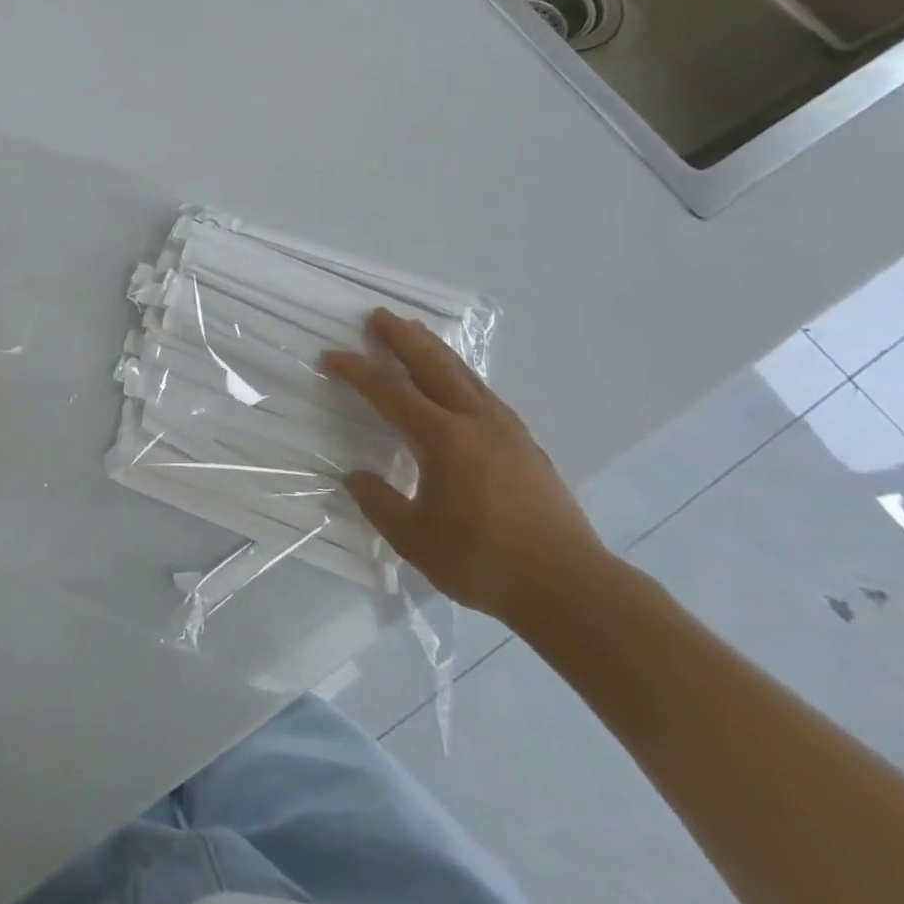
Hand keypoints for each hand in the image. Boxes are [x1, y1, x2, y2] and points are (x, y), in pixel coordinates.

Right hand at [323, 310, 607, 628]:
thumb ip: (379, 503)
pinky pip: (483, 391)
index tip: (332, 356)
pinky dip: (459, 372)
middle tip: (379, 315)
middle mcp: (474, 421)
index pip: (389, 393)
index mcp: (443, 439)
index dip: (357, 372)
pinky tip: (458, 379)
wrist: (572, 588)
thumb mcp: (415, 540)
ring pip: (462, 373)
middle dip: (402, 337)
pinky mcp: (525, 443)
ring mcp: (505, 429)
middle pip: (432, 365)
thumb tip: (356, 477)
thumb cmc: (485, 563)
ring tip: (415, 330)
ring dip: (433, 348)